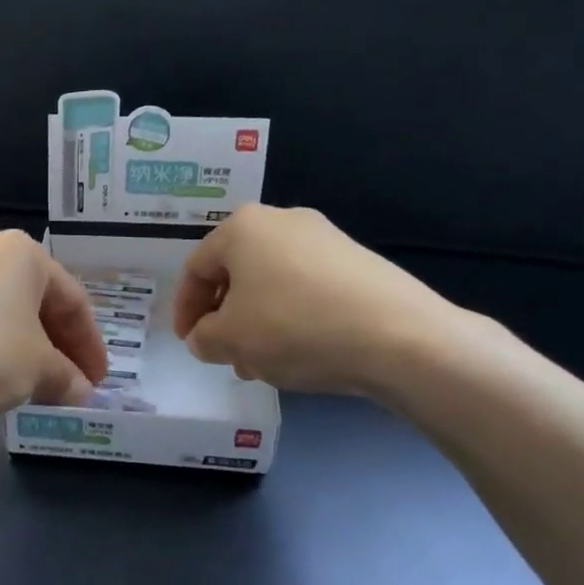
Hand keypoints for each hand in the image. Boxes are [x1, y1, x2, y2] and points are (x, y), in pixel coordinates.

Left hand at [0, 229, 108, 425]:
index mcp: (23, 253)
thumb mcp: (37, 369)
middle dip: (59, 346)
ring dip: (28, 348)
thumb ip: (66, 377)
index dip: (91, 345)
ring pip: (5, 311)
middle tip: (73, 384)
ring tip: (39, 384)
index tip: (98, 380)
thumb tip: (81, 390)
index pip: (73, 300)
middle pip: (38, 302)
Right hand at [173, 204, 467, 394]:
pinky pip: (306, 288)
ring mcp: (325, 238)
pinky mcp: (357, 262)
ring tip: (260, 363)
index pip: (196, 268)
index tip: (187, 343)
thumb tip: (205, 337)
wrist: (399, 336)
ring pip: (271, 283)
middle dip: (223, 317)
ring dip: (256, 321)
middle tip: (223, 354)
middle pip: (236, 272)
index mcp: (243, 228)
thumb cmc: (295, 327)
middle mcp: (282, 221)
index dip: (184, 309)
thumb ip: (203, 338)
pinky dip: (290, 317)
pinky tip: (299, 352)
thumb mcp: (230, 341)